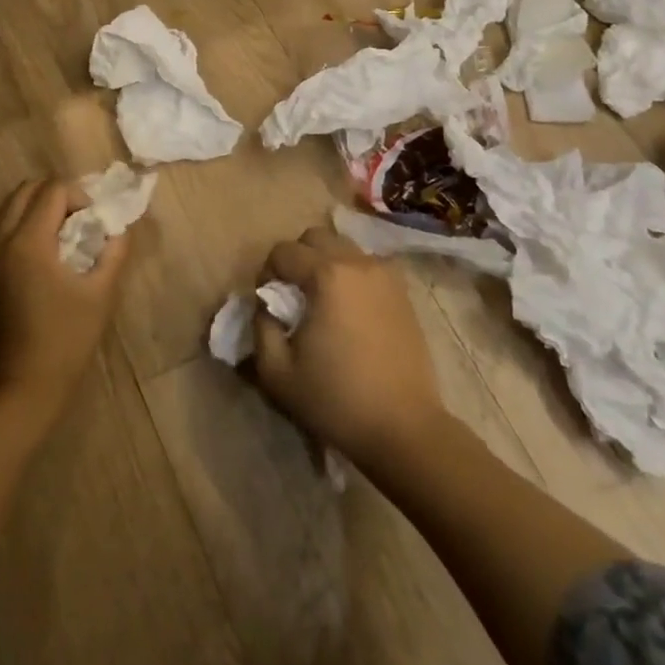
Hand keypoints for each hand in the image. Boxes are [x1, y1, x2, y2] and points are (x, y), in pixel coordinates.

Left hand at [0, 179, 128, 411]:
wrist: (19, 390)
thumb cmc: (65, 341)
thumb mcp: (101, 293)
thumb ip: (114, 250)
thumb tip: (118, 227)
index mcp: (27, 241)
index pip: (54, 190)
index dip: (81, 196)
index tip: (96, 222)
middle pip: (27, 190)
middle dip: (58, 196)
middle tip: (81, 222)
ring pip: (9, 207)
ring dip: (38, 209)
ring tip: (63, 237)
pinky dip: (21, 226)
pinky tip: (43, 256)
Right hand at [249, 227, 445, 469]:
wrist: (403, 427)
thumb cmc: (336, 399)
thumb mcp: (277, 372)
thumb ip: (261, 327)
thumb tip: (265, 305)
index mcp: (326, 275)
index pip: (283, 251)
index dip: (267, 273)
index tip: (268, 303)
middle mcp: (357, 262)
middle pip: (315, 237)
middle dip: (297, 258)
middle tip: (293, 294)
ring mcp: (385, 274)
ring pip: (344, 247)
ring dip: (326, 263)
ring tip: (323, 301)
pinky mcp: (403, 292)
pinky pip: (368, 266)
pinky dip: (352, 275)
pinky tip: (350, 309)